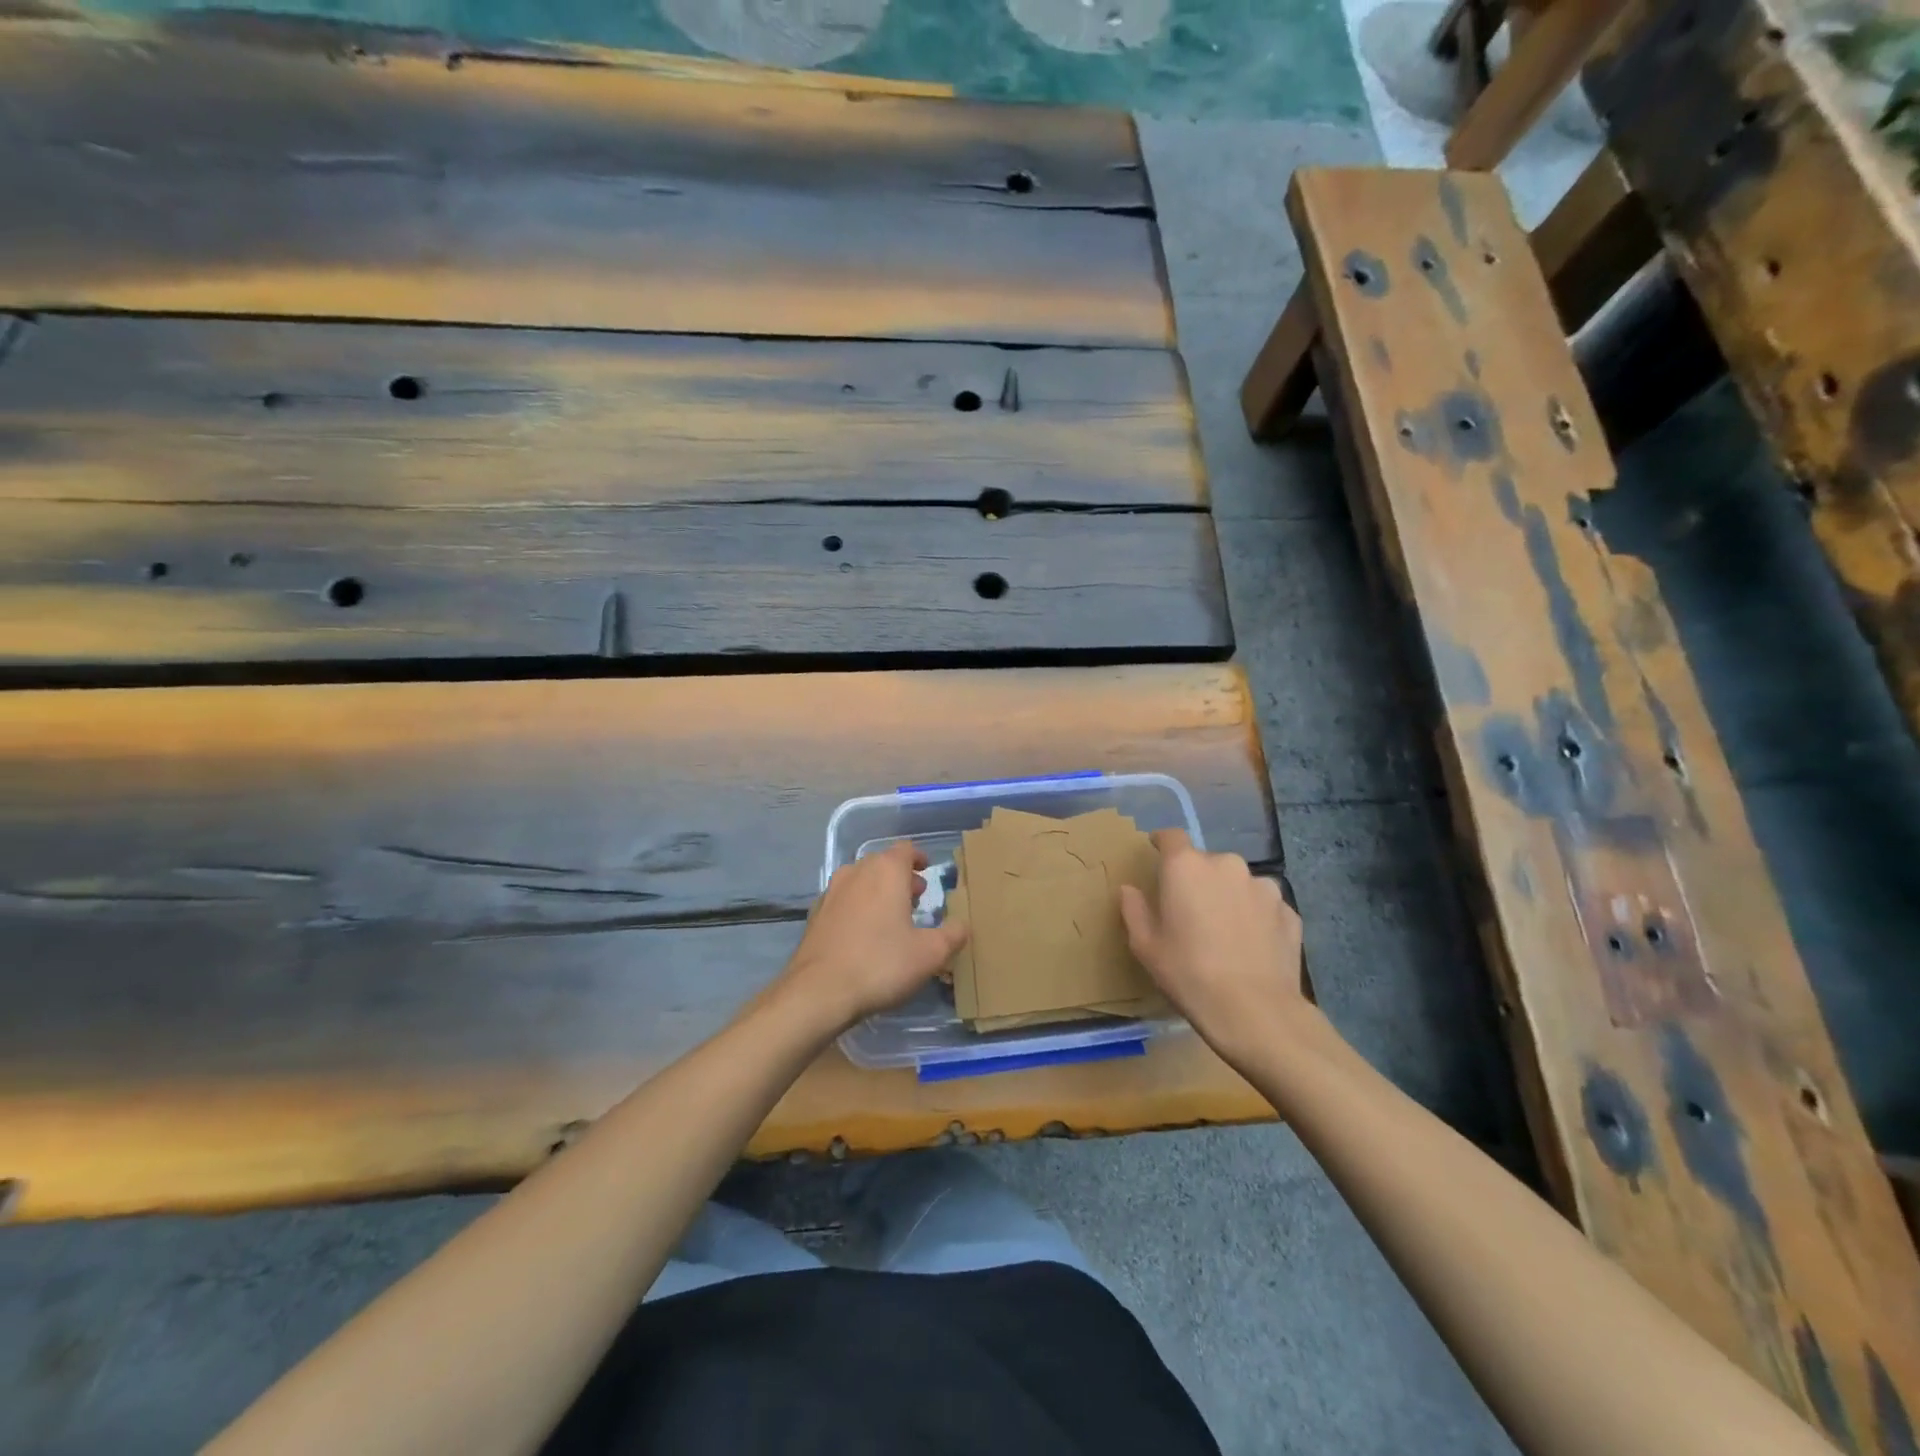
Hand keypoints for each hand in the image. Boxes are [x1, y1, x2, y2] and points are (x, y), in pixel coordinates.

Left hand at [774, 842, 968, 1035]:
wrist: (819, 991)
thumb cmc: (881, 964)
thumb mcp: (930, 954)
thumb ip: (952, 935)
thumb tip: (962, 925)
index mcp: (886, 871)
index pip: (905, 850)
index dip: (918, 858)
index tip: (927, 871)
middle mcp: (857, 872)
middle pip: (882, 863)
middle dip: (900, 877)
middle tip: (916, 898)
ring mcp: (831, 892)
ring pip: (860, 880)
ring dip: (877, 891)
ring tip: (891, 916)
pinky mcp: (815, 914)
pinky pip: (843, 901)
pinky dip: (857, 907)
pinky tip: (862, 934)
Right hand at [1118, 829, 1319, 1067]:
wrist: (1255, 1011)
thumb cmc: (1188, 973)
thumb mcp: (1146, 946)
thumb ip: (1134, 910)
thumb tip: (1130, 890)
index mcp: (1186, 866)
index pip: (1171, 836)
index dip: (1162, 843)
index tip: (1157, 855)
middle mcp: (1226, 865)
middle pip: (1206, 862)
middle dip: (1197, 880)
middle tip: (1190, 912)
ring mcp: (1263, 886)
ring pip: (1237, 883)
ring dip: (1228, 897)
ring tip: (1225, 932)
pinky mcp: (1289, 911)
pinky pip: (1263, 906)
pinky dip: (1255, 917)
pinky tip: (1251, 947)